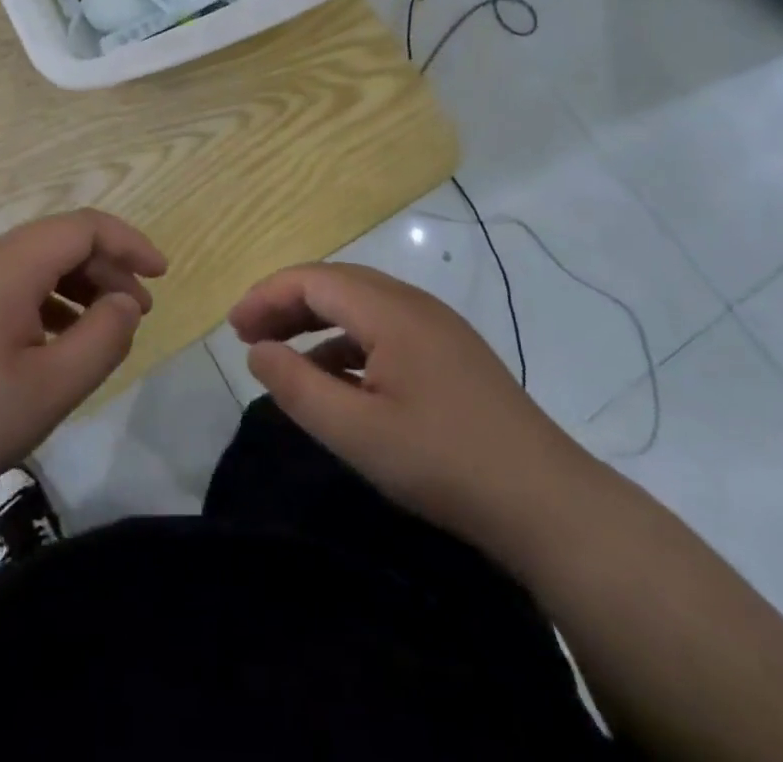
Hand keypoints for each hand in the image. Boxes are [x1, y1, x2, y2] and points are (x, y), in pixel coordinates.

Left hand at [0, 210, 165, 524]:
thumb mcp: (52, 387)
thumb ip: (103, 338)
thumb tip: (126, 303)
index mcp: (10, 267)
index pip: (83, 227)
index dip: (129, 242)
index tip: (162, 274)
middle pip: (61, 240)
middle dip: (109, 266)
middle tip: (139, 310)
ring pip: (38, 263)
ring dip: (81, 284)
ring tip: (107, 326)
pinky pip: (15, 286)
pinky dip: (51, 300)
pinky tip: (61, 340)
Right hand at [228, 262, 600, 568]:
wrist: (549, 503)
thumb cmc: (444, 462)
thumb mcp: (356, 432)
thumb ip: (297, 387)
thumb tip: (257, 351)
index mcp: (390, 310)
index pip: (313, 279)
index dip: (267, 296)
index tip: (233, 329)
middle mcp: (413, 304)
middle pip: (336, 283)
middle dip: (287, 302)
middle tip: (249, 335)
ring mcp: (437, 327)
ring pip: (361, 304)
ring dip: (316, 320)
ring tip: (283, 353)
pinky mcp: (451, 353)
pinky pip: (385, 328)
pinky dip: (347, 342)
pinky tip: (336, 379)